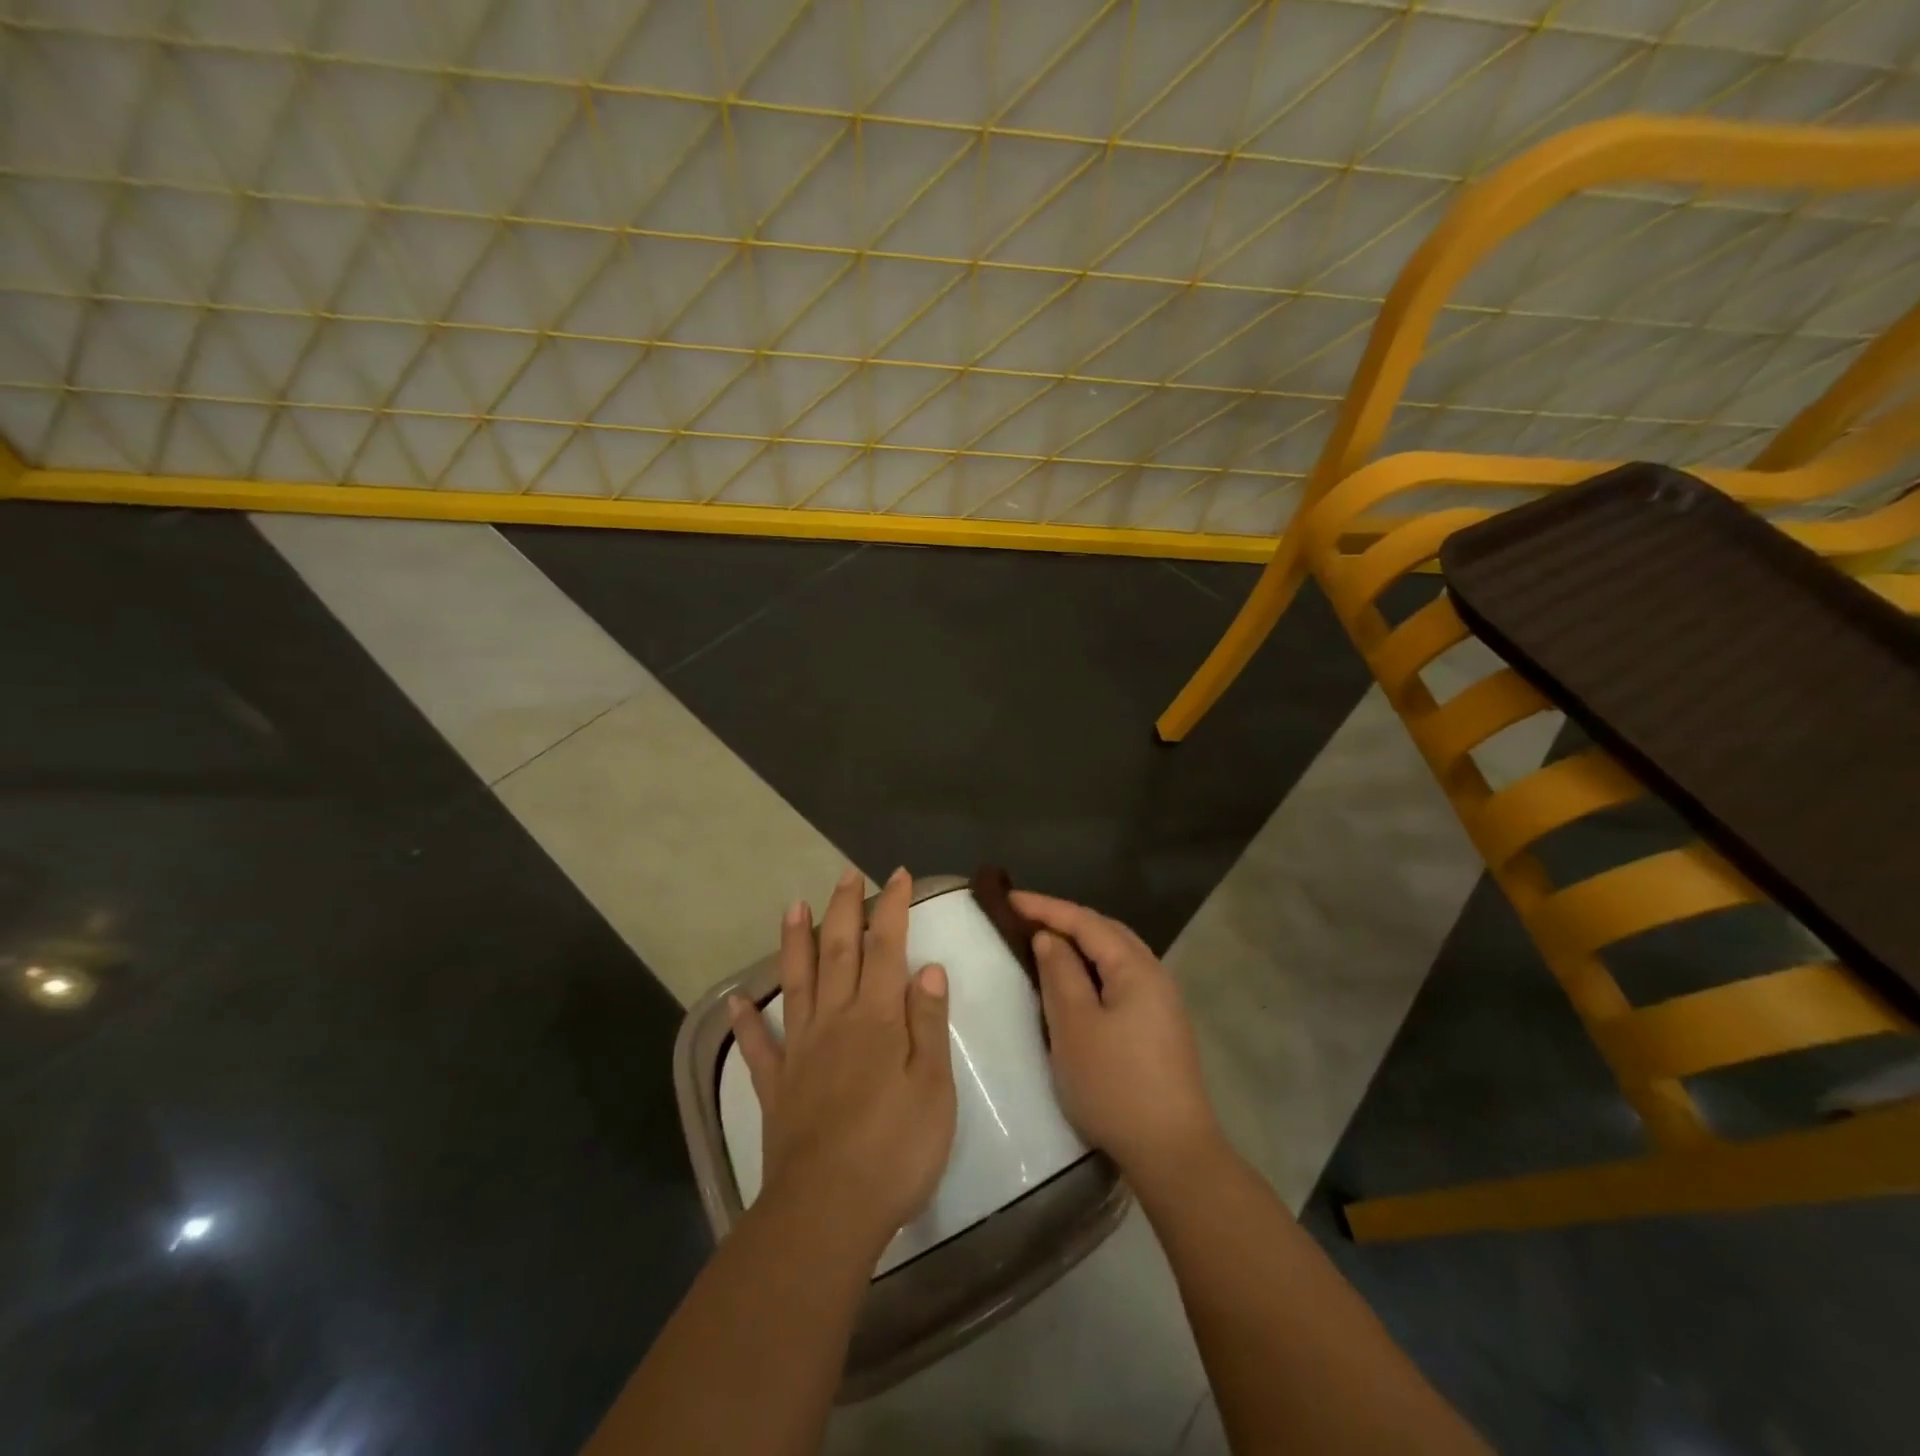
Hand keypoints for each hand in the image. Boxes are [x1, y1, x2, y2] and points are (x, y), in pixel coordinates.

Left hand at [731, 867, 957, 1253]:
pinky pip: (759, 1047)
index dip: (892, 908)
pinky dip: (747, 1021)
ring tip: (791, 906)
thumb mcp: (933, 1087)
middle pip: (838, 953)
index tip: (897, 875)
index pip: (886, 948)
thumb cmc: (895, 1149)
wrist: (828, 1211)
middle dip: (843, 910)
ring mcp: (801, 1052)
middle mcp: (835, 1021)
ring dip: (794, 942)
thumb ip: (928, 1023)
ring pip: (797, 983)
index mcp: (877, 1019)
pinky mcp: (777, 1087)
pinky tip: (736, 1001)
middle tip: (845, 875)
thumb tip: (928, 968)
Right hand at [1011, 891, 1223, 1193]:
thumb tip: (1049, 938)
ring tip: (1047, 941)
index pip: (1086, 922)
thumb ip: (1060, 974)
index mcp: (1136, 968)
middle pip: (1106, 931)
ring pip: (1116, 955)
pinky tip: (1077, 981)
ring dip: (1081, 943)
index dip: (1046, 907)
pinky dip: (1094, 967)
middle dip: (1066, 919)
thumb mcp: (1075, 1026)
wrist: (1172, 1152)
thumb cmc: (1115, 1085)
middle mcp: (1155, 974)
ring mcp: (1162, 1002)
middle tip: (1026, 916)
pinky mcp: (1159, 1025)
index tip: (1010, 898)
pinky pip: (1121, 977)